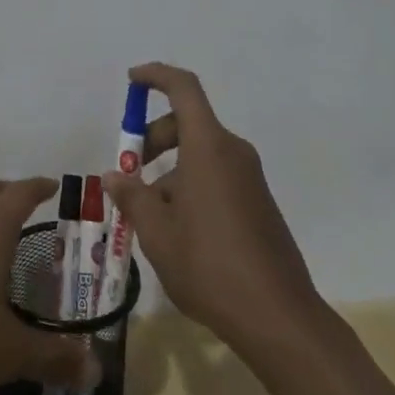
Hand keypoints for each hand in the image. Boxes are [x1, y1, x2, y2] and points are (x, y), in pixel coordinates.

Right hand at [104, 63, 319, 353]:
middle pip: (187, 123)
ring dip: (170, 170)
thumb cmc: (210, 265)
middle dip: (154, 138)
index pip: (183, 88)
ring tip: (148, 215)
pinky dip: (190, 186)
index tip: (131, 81)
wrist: (279, 318)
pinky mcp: (258, 203)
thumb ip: (132, 197)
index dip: (156, 76)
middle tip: (129, 174)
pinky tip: (177, 231)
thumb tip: (115, 176)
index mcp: (208, 146)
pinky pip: (216, 176)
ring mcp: (250, 178)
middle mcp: (233, 152)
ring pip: (200, 154)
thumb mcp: (157, 232)